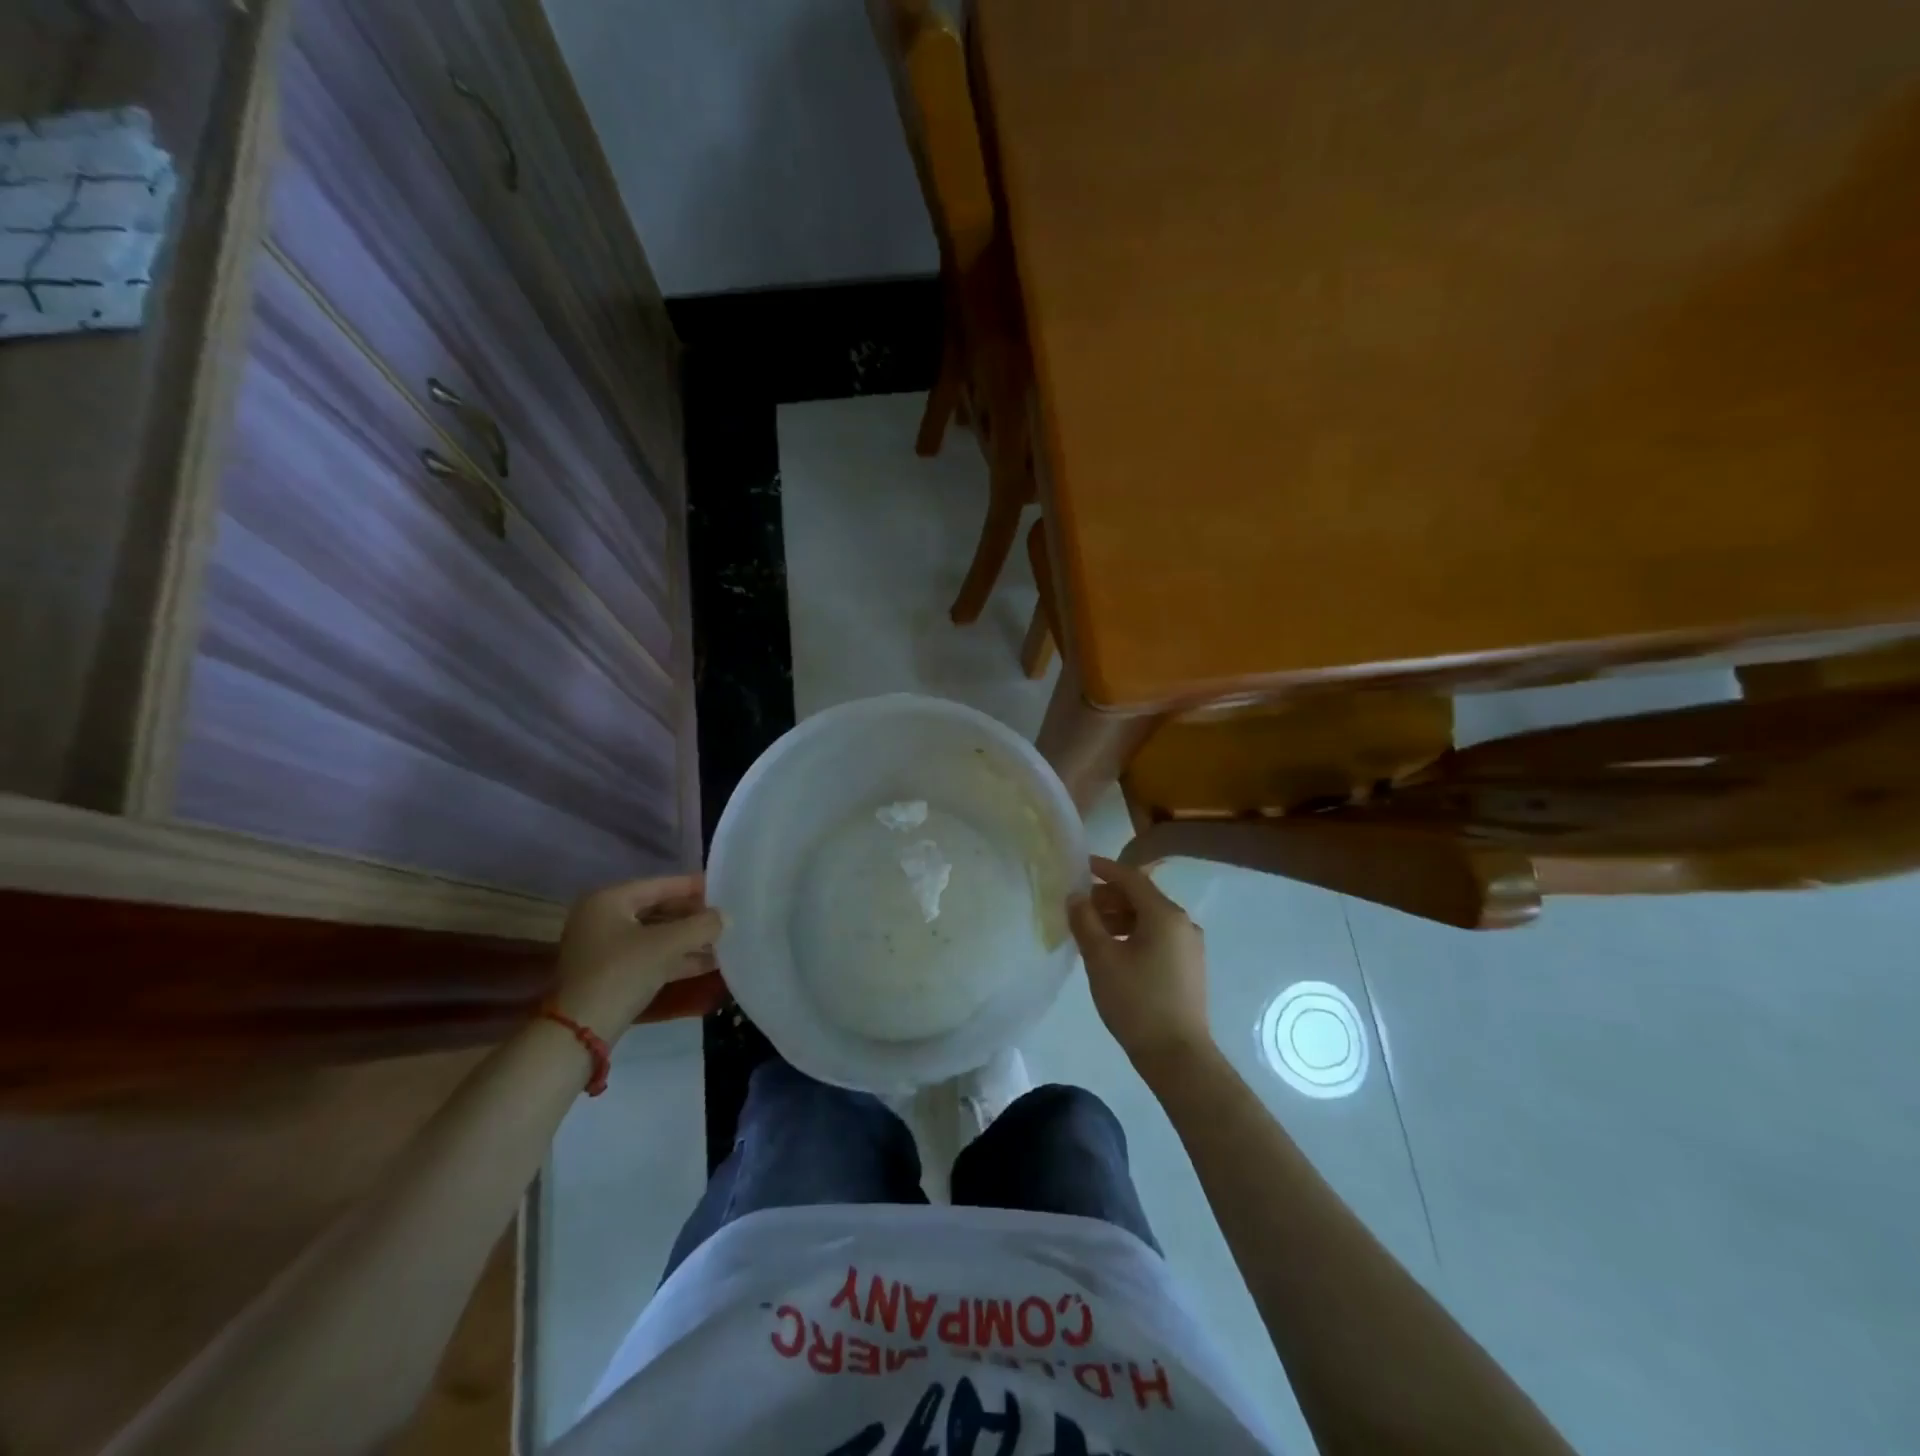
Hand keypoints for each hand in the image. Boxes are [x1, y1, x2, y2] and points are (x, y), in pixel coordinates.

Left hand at [554, 875, 721, 1038]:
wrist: (581, 1032)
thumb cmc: (622, 973)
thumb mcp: (666, 945)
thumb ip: (701, 926)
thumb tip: (727, 916)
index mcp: (609, 900)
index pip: (661, 884)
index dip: (695, 886)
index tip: (724, 888)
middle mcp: (603, 917)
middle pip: (659, 909)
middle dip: (693, 916)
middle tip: (726, 917)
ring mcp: (605, 947)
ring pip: (656, 935)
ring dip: (688, 939)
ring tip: (724, 940)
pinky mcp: (612, 973)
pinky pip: (650, 956)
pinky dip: (676, 958)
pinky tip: (709, 963)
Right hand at [1067, 856, 1211, 1075]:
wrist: (1177, 1055)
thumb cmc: (1136, 1001)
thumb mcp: (1101, 958)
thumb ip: (1085, 921)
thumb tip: (1075, 896)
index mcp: (1165, 915)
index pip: (1131, 879)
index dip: (1104, 869)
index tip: (1081, 865)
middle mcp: (1183, 923)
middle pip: (1142, 897)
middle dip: (1109, 897)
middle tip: (1079, 906)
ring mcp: (1189, 946)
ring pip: (1149, 918)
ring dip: (1119, 917)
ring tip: (1091, 930)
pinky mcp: (1189, 966)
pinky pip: (1158, 936)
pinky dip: (1133, 934)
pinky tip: (1113, 950)